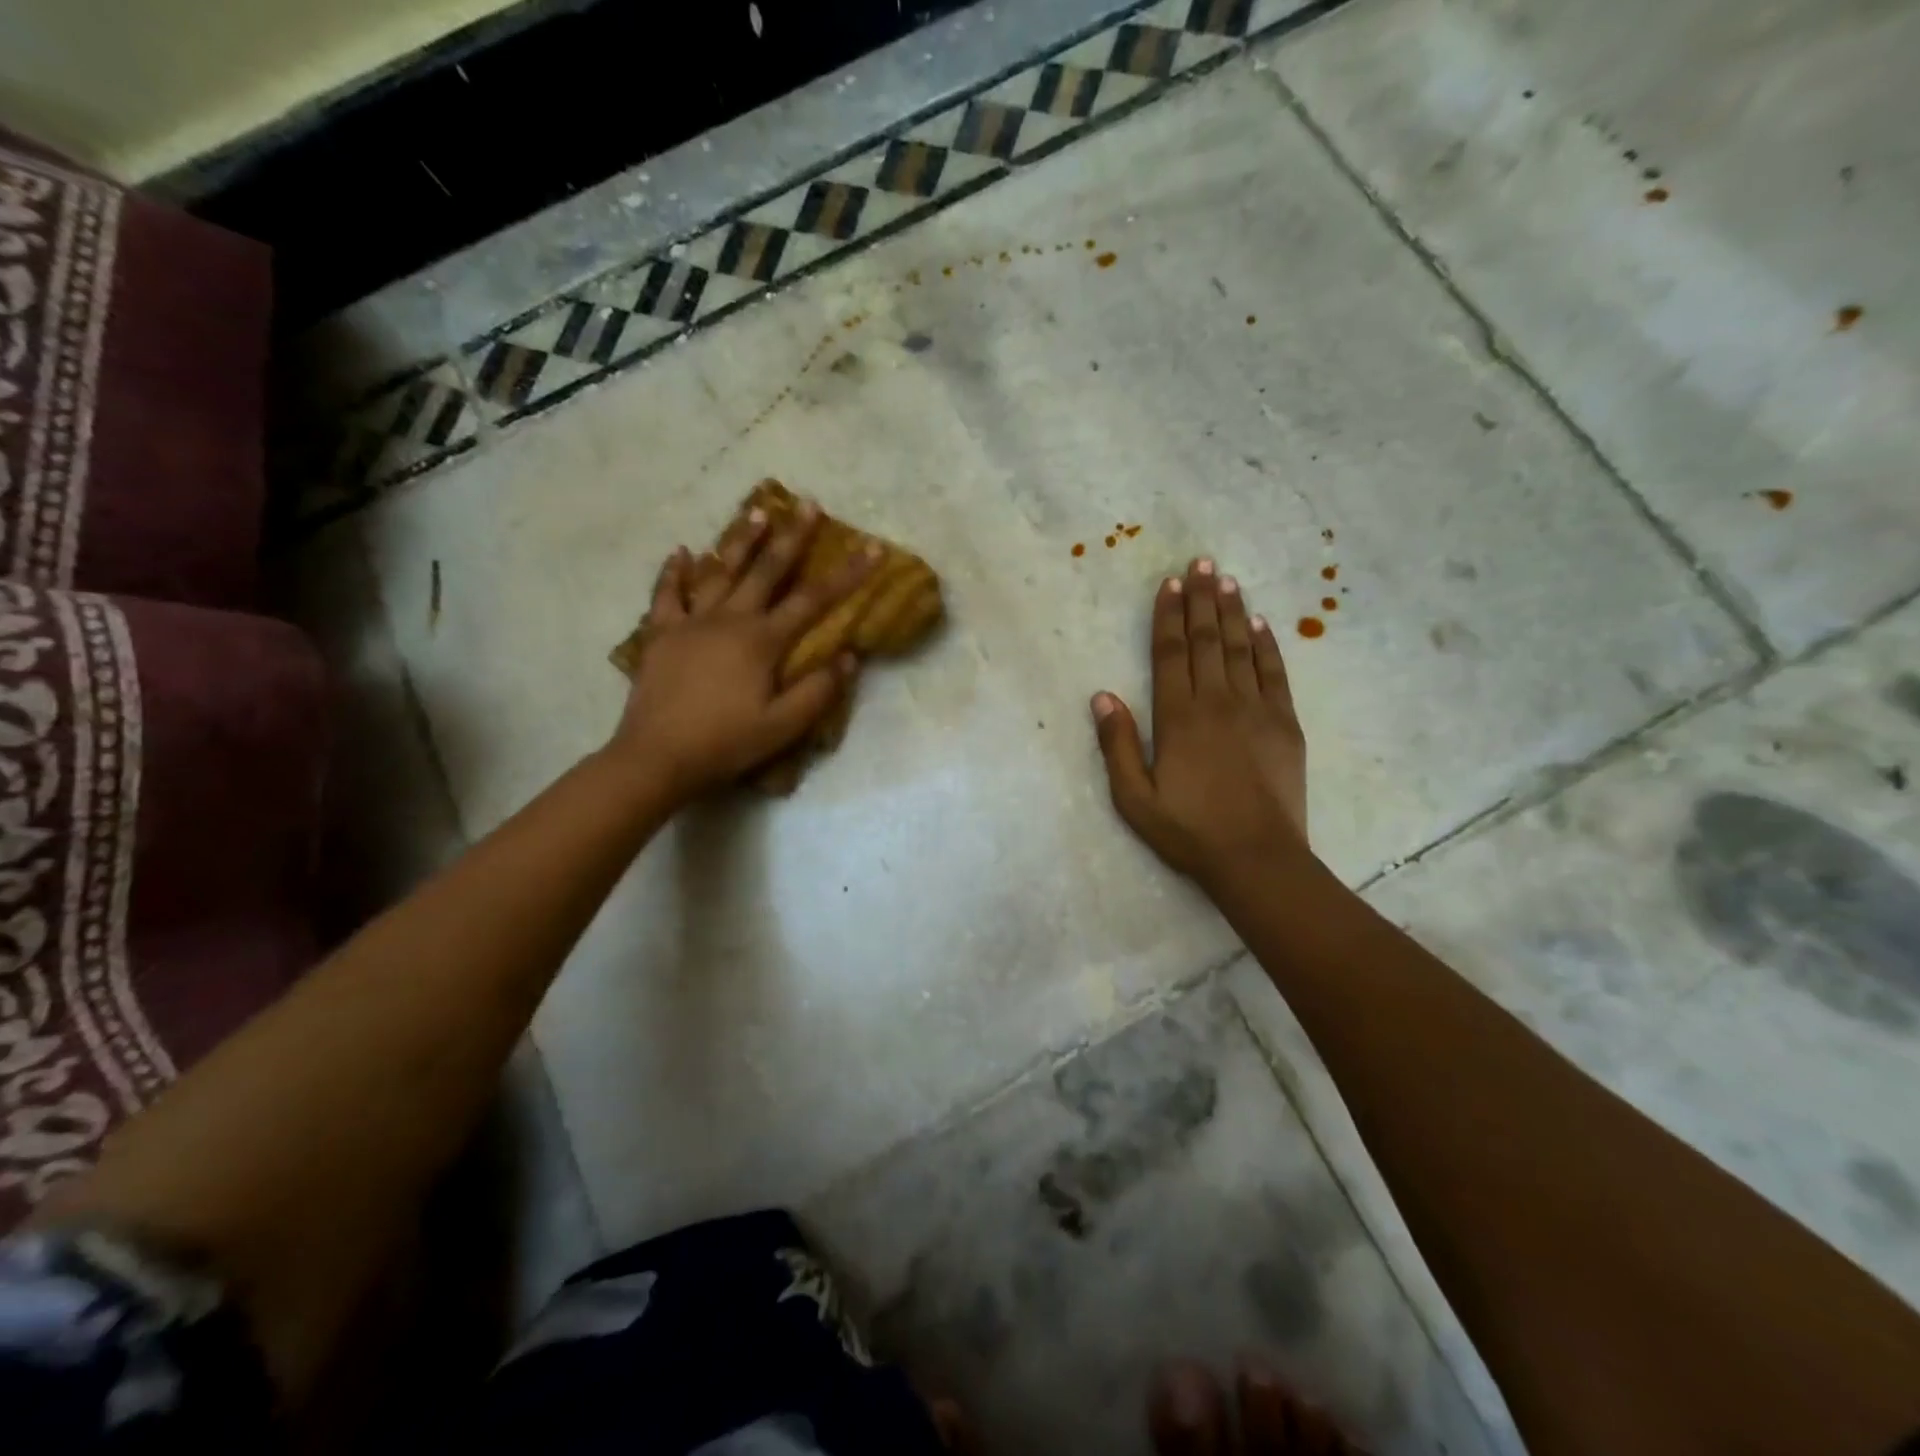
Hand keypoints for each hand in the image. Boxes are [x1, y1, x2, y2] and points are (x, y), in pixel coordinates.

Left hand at [608, 500, 877, 802]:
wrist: (656, 757)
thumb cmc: (725, 743)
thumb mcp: (783, 727)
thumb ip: (818, 691)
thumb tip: (849, 656)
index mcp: (762, 641)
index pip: (813, 600)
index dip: (847, 574)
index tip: (871, 548)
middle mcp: (729, 619)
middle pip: (766, 570)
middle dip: (791, 536)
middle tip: (808, 503)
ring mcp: (690, 622)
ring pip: (719, 571)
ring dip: (740, 541)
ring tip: (757, 511)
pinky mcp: (660, 634)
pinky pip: (667, 594)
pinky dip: (674, 572)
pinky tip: (682, 553)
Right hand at [1091, 557, 1308, 888]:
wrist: (1256, 857)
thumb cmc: (1188, 830)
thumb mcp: (1133, 797)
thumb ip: (1117, 744)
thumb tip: (1103, 695)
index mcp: (1178, 717)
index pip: (1171, 653)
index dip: (1168, 616)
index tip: (1169, 584)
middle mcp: (1217, 702)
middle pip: (1206, 640)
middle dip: (1201, 599)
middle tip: (1200, 563)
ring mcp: (1256, 710)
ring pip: (1240, 648)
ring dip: (1231, 611)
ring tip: (1226, 579)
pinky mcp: (1285, 724)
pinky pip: (1275, 673)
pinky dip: (1266, 645)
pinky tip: (1260, 624)